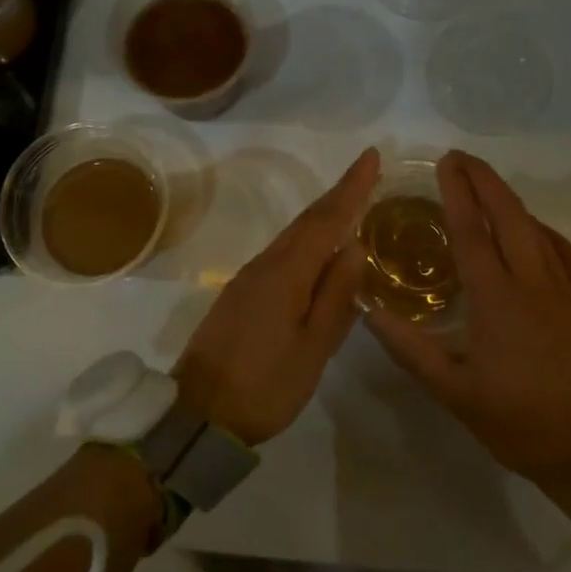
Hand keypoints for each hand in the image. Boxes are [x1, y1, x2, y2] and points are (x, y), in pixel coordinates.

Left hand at [173, 147, 379, 445]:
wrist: (199, 414)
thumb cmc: (265, 385)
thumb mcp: (312, 348)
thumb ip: (336, 296)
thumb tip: (354, 246)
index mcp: (287, 273)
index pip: (327, 219)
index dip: (351, 187)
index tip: (371, 156)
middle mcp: (266, 264)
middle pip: (308, 221)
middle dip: (339, 193)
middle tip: (368, 171)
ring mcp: (249, 277)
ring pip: (293, 235)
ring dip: (323, 215)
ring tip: (351, 203)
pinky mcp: (241, 293)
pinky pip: (282, 252)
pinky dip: (306, 239)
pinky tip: (318, 249)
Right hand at [365, 151, 570, 511]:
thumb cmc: (517, 422)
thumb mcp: (453, 392)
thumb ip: (409, 347)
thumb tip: (368, 309)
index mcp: (497, 299)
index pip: (472, 231)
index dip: (456, 192)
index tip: (444, 163)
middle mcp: (533, 282)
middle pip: (508, 214)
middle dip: (483, 179)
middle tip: (459, 158)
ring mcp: (566, 288)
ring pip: (536, 226)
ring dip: (508, 198)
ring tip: (485, 184)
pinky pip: (563, 249)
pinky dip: (540, 227)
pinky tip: (529, 228)